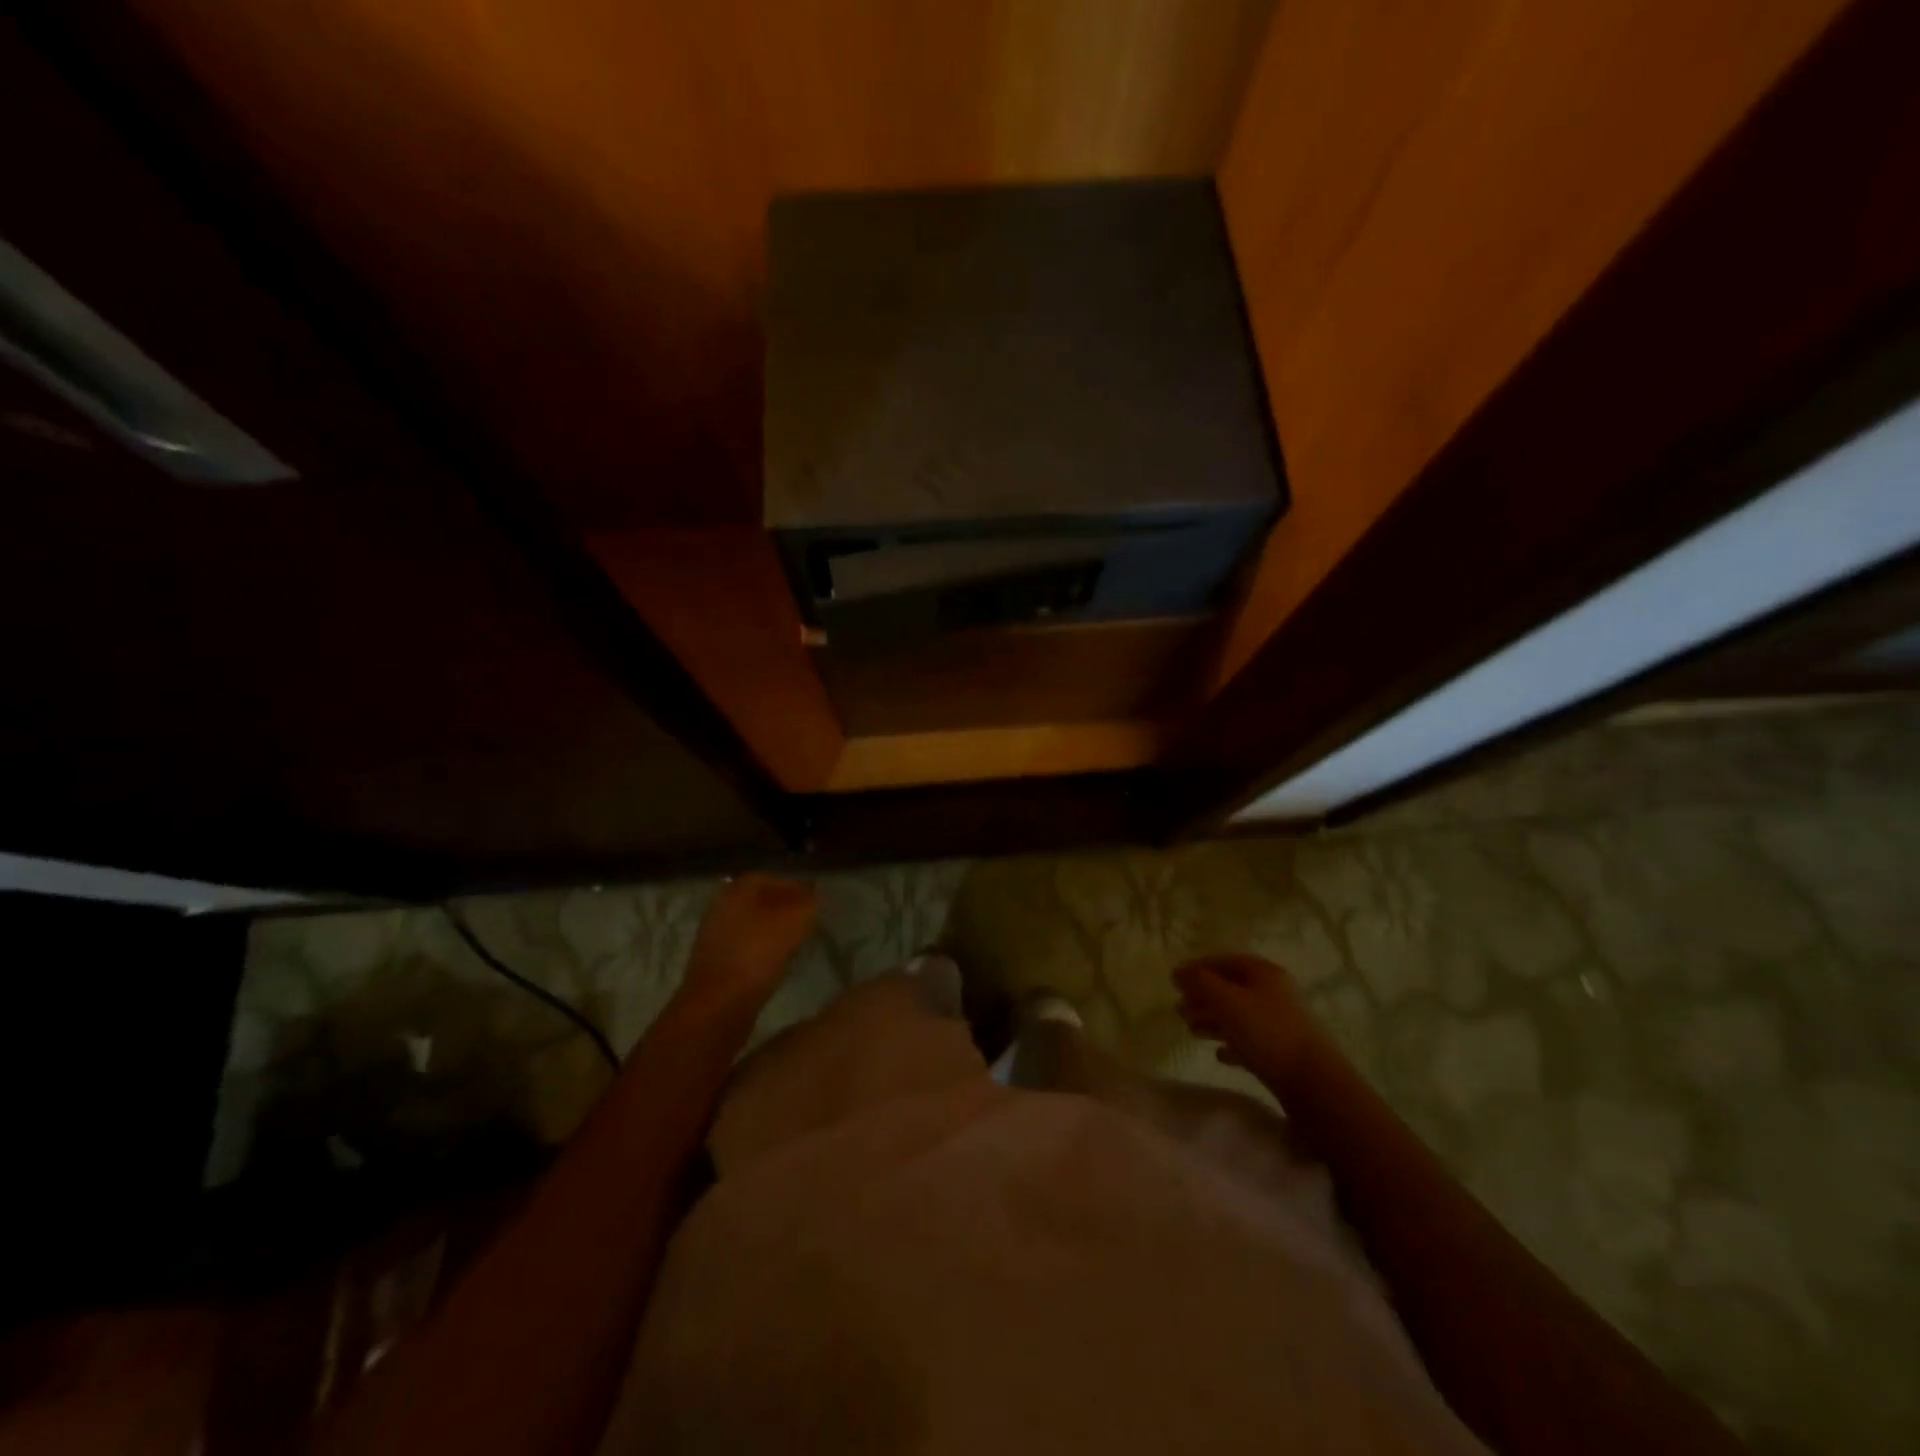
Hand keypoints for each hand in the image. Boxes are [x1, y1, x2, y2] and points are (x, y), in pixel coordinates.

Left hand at [675, 875, 817, 1019]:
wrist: (718, 1004)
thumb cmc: (758, 953)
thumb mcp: (795, 920)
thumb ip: (809, 901)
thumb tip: (815, 893)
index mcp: (739, 888)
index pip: (772, 878)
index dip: (797, 888)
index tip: (815, 904)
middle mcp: (722, 905)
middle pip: (760, 901)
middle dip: (784, 910)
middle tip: (808, 924)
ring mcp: (714, 935)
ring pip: (751, 925)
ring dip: (772, 932)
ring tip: (795, 945)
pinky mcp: (713, 963)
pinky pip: (744, 948)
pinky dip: (761, 952)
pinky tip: (775, 964)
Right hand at [1173, 954, 1318, 1080]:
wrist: (1313, 1081)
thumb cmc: (1266, 1031)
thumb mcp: (1227, 1000)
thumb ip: (1200, 982)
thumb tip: (1178, 971)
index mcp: (1264, 973)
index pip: (1225, 961)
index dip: (1198, 968)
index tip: (1175, 980)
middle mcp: (1274, 993)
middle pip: (1231, 989)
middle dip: (1203, 997)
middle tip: (1179, 1008)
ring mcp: (1280, 1023)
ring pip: (1239, 1015)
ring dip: (1213, 1020)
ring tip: (1191, 1029)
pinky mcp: (1282, 1051)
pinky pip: (1250, 1041)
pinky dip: (1232, 1044)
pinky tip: (1219, 1054)